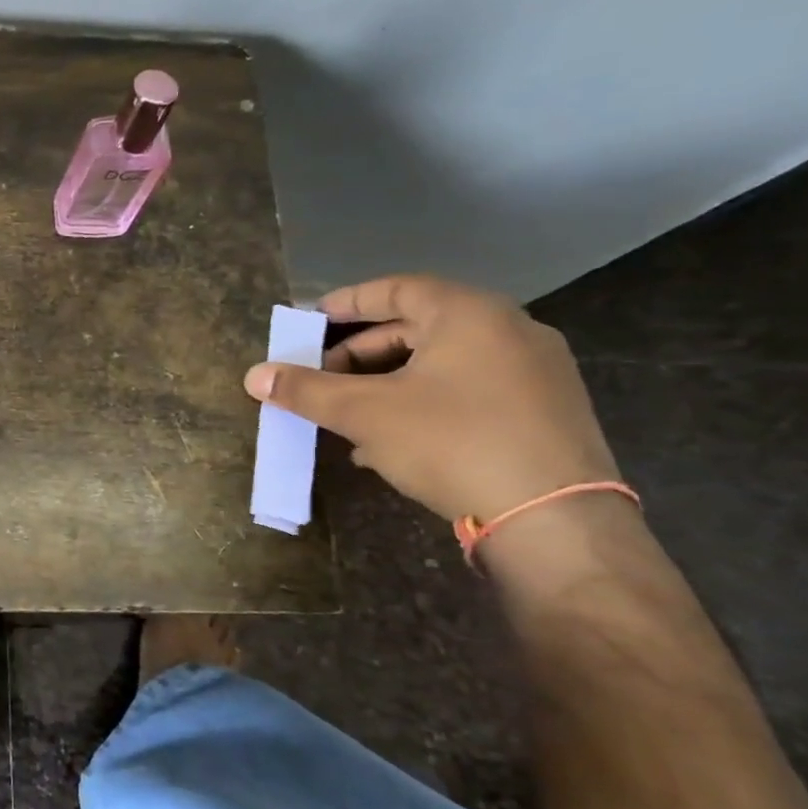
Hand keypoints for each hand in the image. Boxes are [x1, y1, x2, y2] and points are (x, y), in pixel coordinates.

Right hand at [243, 275, 619, 524]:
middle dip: (361, 353)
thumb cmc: (451, 442)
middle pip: (418, 327)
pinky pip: (468, 391)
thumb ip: (306, 390)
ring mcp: (535, 372)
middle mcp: (509, 331)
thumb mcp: (365, 413)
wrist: (553, 519)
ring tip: (347, 415)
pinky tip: (389, 441)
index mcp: (469, 315)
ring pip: (441, 364)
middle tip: (322, 376)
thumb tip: (254, 376)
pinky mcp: (544, 412)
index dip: (348, 302)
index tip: (312, 319)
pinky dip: (422, 403)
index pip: (397, 289)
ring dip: (386, 383)